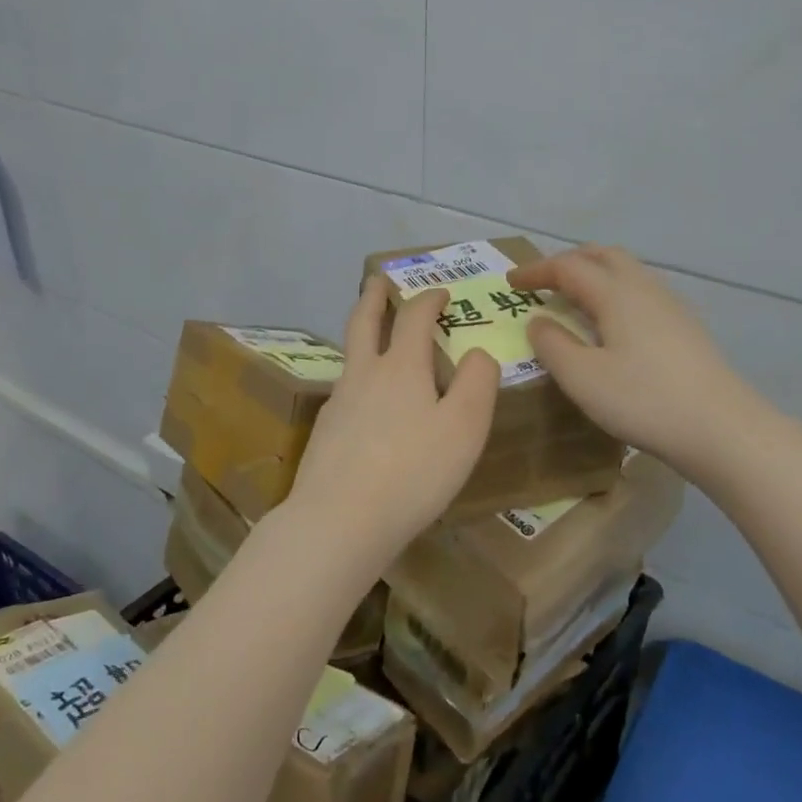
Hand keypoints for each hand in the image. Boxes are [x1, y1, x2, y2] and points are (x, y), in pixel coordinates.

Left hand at [284, 276, 498, 573]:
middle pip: (364, 322)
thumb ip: (477, 383)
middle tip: (379, 281)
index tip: (441, 292)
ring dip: (362, 334)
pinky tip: (365, 401)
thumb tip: (477, 353)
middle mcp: (363, 375)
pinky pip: (345, 391)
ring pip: (350, 356)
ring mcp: (338, 403)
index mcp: (400, 367)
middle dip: (374, 297)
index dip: (429, 299)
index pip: (414, 317)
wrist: (340, 520)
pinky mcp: (325, 433)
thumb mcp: (464, 427)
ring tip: (374, 337)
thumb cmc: (413, 471)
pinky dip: (358, 378)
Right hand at [509, 245, 762, 467]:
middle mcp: (645, 288)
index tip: (510, 282)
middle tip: (542, 282)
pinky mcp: (685, 326)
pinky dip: (614, 292)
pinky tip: (611, 324)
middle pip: (602, 255)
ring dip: (594, 274)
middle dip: (567, 262)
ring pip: (626, 271)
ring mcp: (670, 305)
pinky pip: (641, 291)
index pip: (567, 267)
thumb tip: (538, 321)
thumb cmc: (644, 401)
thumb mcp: (582, 378)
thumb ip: (552, 345)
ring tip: (573, 299)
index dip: (535, 271)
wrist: (722, 428)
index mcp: (616, 293)